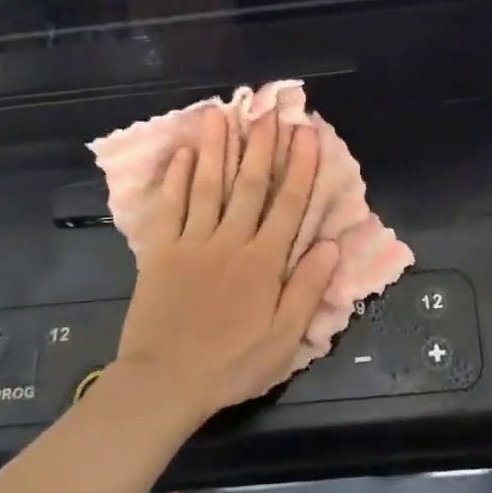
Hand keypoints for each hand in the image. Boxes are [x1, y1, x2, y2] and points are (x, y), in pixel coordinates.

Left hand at [115, 107, 339, 420]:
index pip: (288, 206)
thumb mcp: (283, 340)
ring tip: (221, 113)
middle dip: (262, 146)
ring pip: (208, 186)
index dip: (300, 167)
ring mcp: (192, 243)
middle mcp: (230, 242)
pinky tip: (182, 154)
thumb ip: (307, 289)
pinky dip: (176, 179)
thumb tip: (332, 245)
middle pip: (250, 186)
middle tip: (269, 110)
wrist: (164, 383)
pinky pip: (169, 208)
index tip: (307, 133)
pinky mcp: (160, 252)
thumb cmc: (231, 365)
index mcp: (263, 263)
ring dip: (217, 148)